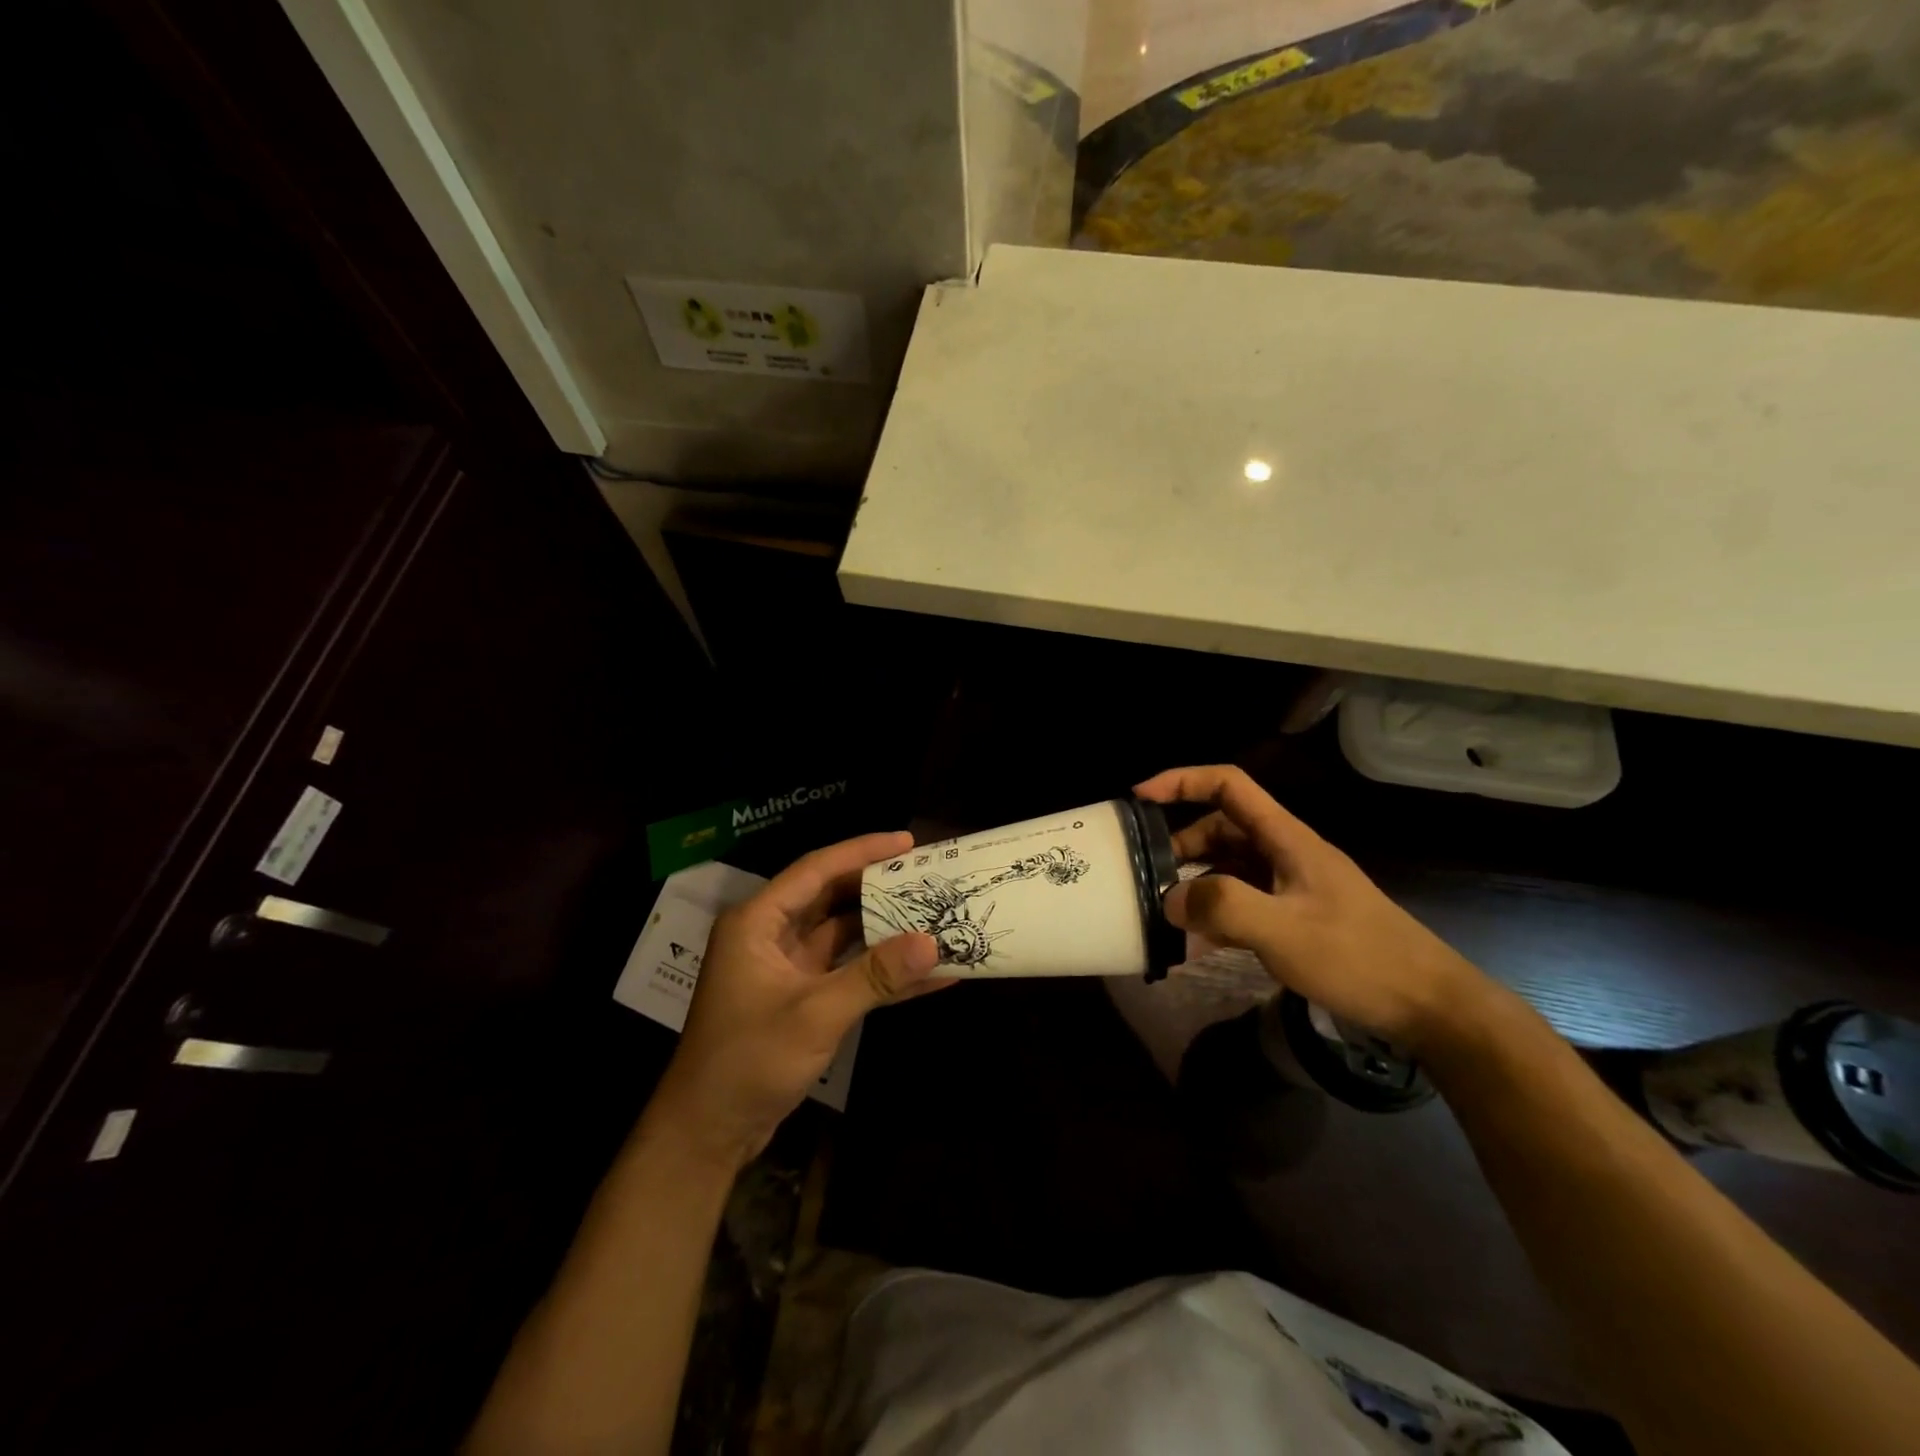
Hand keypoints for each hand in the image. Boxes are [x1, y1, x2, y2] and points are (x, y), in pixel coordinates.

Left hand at [646, 832, 952, 1170]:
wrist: (708, 1133)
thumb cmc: (748, 1061)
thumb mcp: (814, 1014)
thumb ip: (874, 976)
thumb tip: (932, 943)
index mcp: (758, 922)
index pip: (816, 870)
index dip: (862, 851)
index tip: (907, 842)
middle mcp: (771, 935)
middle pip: (832, 897)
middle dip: (879, 886)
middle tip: (927, 874)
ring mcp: (788, 967)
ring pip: (844, 934)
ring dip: (885, 928)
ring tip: (933, 913)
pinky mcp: (802, 997)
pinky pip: (847, 971)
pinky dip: (881, 972)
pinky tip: (926, 974)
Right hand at [1134, 765, 1490, 1051]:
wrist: (1431, 1007)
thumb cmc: (1359, 959)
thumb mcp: (1284, 932)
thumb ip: (1222, 907)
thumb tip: (1170, 899)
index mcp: (1286, 838)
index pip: (1228, 785)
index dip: (1181, 781)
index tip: (1139, 798)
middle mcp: (1286, 854)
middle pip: (1222, 827)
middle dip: (1180, 843)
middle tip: (1146, 873)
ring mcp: (1292, 887)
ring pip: (1230, 867)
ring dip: (1196, 882)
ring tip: (1164, 913)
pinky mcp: (1297, 918)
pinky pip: (1244, 902)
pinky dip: (1216, 914)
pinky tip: (1196, 945)